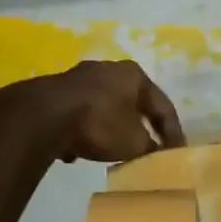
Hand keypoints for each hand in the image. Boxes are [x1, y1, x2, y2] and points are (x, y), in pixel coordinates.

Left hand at [20, 59, 185, 161]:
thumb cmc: (99, 123)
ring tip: (114, 150)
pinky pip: (81, 113)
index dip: (173, 132)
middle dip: (141, 126)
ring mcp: (80, 76)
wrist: (44, 115)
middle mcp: (109, 68)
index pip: (163, 106)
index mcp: (135, 75)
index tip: (177, 153)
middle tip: (149, 148)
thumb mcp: (133, 142)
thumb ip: (149, 146)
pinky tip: (80, 148)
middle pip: (133, 103)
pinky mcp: (57, 90)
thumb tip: (153, 150)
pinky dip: (85, 129)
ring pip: (105, 106)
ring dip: (111, 128)